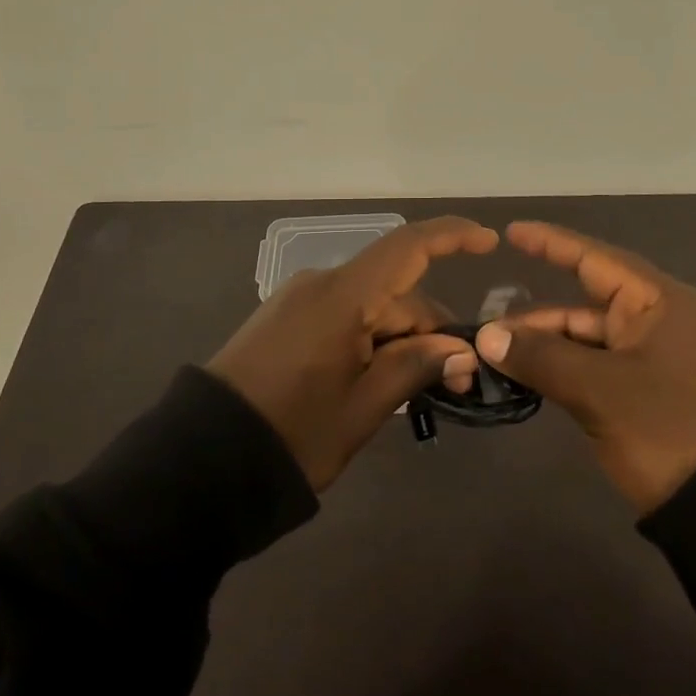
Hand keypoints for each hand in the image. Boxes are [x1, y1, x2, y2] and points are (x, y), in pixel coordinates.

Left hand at [207, 216, 498, 489]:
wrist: (204, 458)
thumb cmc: (293, 434)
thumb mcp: (362, 408)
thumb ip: (414, 367)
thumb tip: (460, 349)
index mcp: (342, 297)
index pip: (407, 248)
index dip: (452, 237)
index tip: (491, 242)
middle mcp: (321, 284)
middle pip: (394, 291)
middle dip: (430, 329)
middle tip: (457, 383)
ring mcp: (299, 300)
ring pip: (370, 307)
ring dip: (400, 339)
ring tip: (417, 392)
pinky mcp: (285, 319)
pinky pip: (343, 316)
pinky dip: (370, 340)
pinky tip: (378, 381)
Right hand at [473, 222, 695, 513]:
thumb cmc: (668, 429)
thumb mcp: (599, 390)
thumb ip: (541, 356)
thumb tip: (487, 336)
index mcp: (659, 303)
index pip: (596, 259)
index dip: (551, 243)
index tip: (511, 233)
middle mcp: (659, 321)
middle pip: (586, 303)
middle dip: (537, 316)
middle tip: (489, 328)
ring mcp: (655, 358)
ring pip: (589, 338)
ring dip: (547, 346)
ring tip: (499, 359)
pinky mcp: (650, 391)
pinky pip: (597, 365)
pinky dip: (564, 369)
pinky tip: (530, 378)